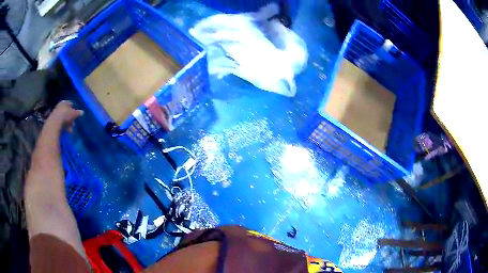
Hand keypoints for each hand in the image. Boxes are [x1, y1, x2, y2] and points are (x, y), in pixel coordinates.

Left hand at [46, 101, 83, 131]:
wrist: (55, 123)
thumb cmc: (65, 115)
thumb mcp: (74, 114)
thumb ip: (78, 113)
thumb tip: (82, 112)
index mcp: (65, 102)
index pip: (70, 104)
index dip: (74, 109)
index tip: (76, 115)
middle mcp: (60, 106)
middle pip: (66, 111)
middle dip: (70, 117)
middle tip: (73, 124)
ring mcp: (56, 113)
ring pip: (63, 117)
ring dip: (66, 123)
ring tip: (69, 129)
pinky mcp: (53, 120)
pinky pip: (59, 122)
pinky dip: (63, 126)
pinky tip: (65, 130)